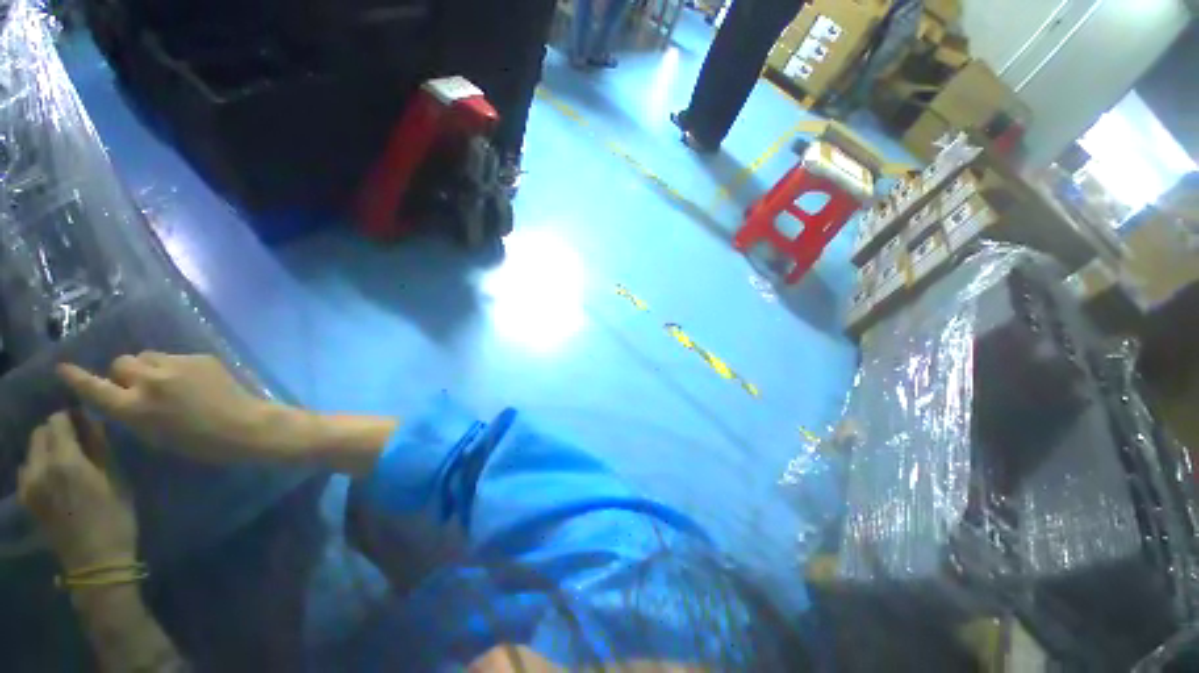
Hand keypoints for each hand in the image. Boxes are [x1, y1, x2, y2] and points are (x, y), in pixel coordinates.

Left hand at [18, 412, 136, 570]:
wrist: (94, 561)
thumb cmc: (114, 516)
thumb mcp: (116, 480)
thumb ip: (100, 447)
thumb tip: (92, 421)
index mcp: (64, 460)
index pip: (58, 420)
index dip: (71, 417)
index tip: (85, 422)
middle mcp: (39, 466)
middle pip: (40, 432)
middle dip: (56, 431)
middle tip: (77, 441)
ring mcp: (27, 484)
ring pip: (31, 450)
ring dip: (47, 448)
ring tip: (66, 461)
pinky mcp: (25, 497)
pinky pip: (27, 469)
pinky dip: (38, 465)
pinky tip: (53, 479)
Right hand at [57, 352, 294, 463]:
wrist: (245, 425)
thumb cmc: (198, 442)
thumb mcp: (153, 434)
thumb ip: (131, 411)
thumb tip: (120, 394)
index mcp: (134, 407)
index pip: (94, 388)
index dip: (77, 378)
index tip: (63, 367)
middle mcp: (149, 381)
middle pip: (121, 363)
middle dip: (124, 374)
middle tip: (140, 387)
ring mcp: (176, 365)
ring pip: (146, 356)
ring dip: (148, 367)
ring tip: (168, 383)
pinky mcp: (199, 357)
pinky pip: (174, 357)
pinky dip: (174, 367)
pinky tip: (193, 381)